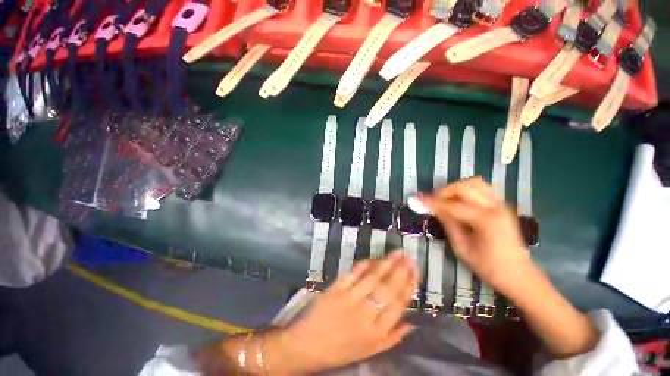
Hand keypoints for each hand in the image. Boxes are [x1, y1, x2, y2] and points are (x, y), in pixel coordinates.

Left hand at [267, 252, 417, 372]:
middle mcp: (366, 314)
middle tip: (409, 257)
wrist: (308, 346)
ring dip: (386, 264)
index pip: (398, 305)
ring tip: (396, 253)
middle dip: (401, 271)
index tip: (415, 272)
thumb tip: (412, 323)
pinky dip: (364, 264)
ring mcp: (350, 299)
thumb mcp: (370, 351)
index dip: (409, 286)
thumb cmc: (341, 350)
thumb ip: (392, 337)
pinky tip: (373, 258)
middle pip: (388, 288)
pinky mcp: (336, 289)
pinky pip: (353, 273)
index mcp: (376, 332)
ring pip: (373, 278)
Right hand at [420, 177, 533, 295]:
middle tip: (432, 200)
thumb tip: (433, 208)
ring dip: (456, 187)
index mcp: (486, 221)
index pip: (452, 205)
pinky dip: (466, 189)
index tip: (417, 199)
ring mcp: (501, 204)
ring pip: (475, 182)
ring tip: (444, 198)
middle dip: (444, 191)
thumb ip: (448, 223)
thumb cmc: (489, 266)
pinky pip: (481, 188)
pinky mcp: (501, 205)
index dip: (432, 201)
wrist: (518, 274)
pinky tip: (458, 200)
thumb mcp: (462, 247)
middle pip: (465, 186)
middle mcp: (495, 207)